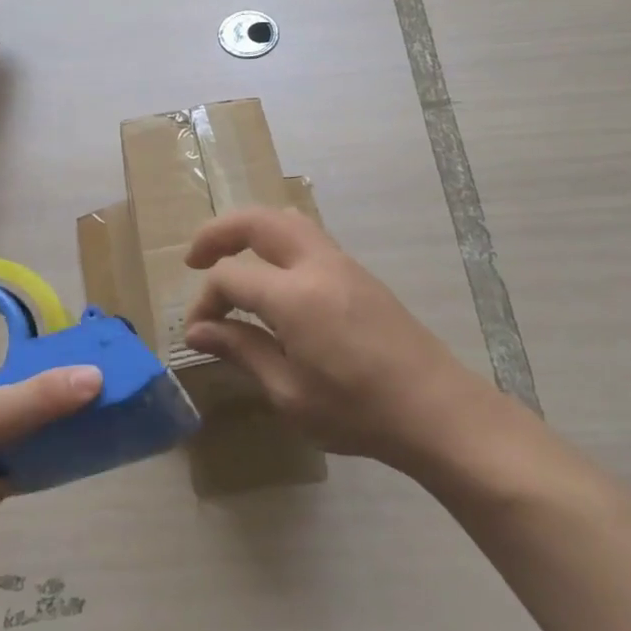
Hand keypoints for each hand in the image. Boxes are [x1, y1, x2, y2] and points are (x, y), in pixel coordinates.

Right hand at [182, 208, 494, 473]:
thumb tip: (198, 331)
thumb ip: (241, 351)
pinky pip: (307, 235)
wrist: (436, 410)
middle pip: (257, 221)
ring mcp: (341, 262)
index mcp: (294, 297)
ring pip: (285, 219)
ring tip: (229, 256)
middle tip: (194, 258)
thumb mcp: (289, 393)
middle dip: (218, 232)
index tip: (198, 332)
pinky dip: (276, 239)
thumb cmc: (358, 412)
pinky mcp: (357, 272)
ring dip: (249, 228)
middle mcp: (316, 265)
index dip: (205, 301)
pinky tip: (272, 274)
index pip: (231, 277)